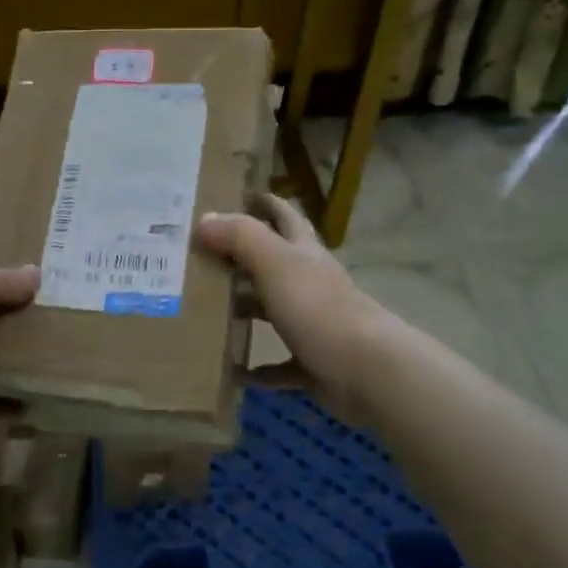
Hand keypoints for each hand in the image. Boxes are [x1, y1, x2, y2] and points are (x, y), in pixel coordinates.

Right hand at [196, 193, 389, 423]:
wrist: (366, 369)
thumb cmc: (318, 307)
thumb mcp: (275, 262)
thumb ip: (241, 237)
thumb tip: (205, 218)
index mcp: (304, 253)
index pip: (285, 217)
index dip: (266, 203)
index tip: (239, 195)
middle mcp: (310, 283)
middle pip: (273, 264)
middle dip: (242, 259)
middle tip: (201, 257)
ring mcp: (313, 324)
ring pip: (273, 312)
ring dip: (246, 311)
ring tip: (205, 312)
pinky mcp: (313, 364)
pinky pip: (279, 365)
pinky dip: (257, 369)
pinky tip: (232, 372)